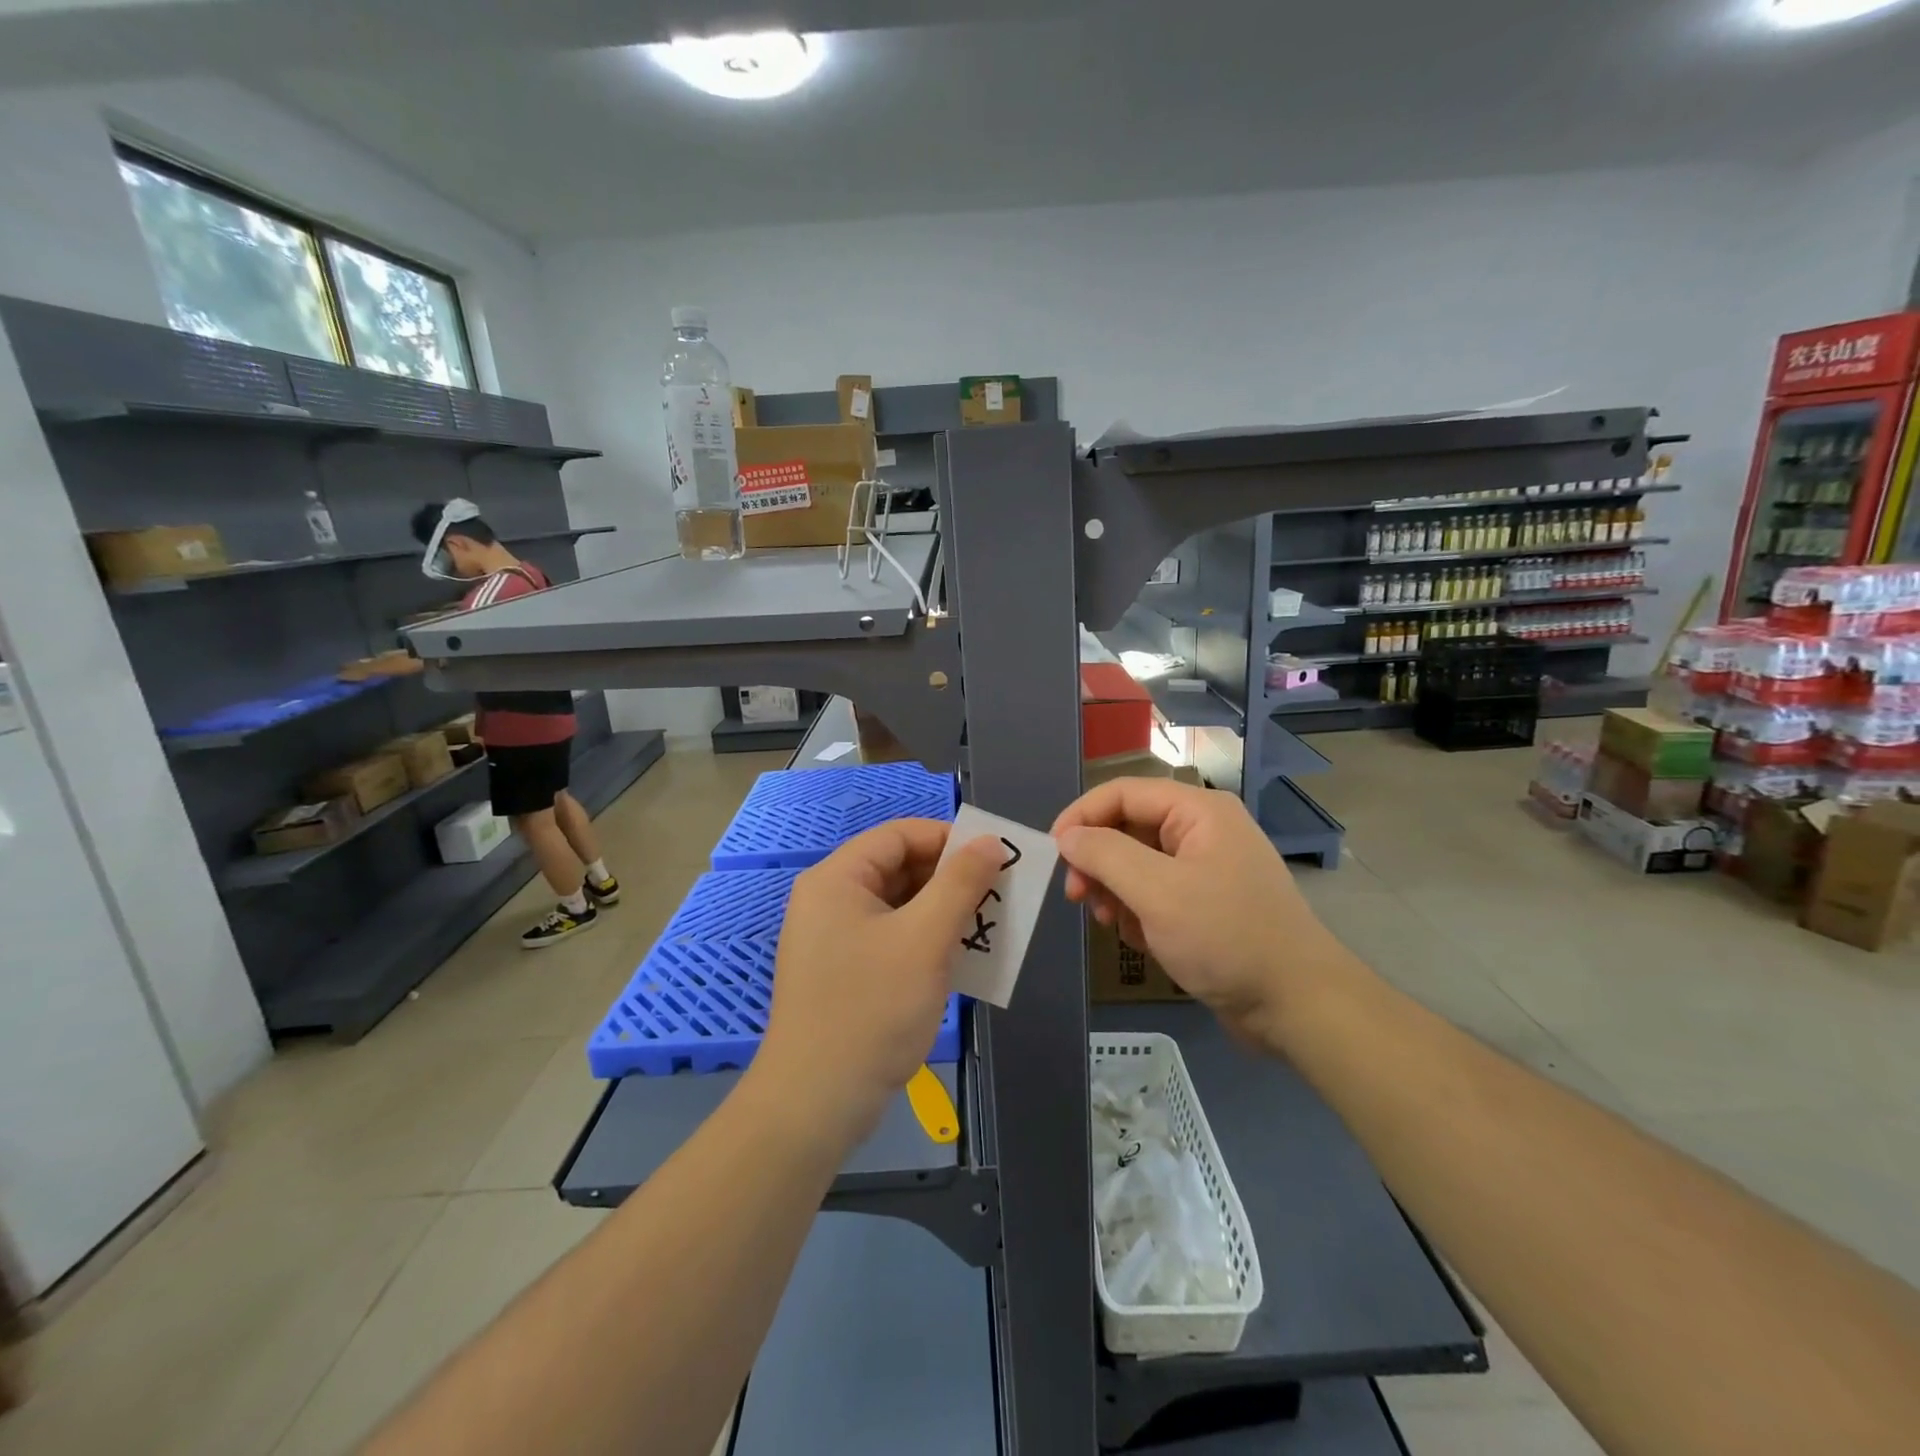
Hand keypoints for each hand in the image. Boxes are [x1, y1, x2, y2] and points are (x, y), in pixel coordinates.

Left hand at [757, 819, 1003, 1146]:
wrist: (816, 1103)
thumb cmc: (871, 1009)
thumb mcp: (925, 939)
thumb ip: (960, 884)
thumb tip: (988, 841)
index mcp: (837, 879)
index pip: (899, 835)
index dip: (948, 838)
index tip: (993, 857)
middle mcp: (830, 900)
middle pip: (898, 868)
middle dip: (949, 878)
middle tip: (998, 895)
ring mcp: (834, 939)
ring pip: (899, 906)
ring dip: (942, 912)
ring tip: (986, 927)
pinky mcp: (843, 972)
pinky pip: (891, 938)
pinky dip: (925, 941)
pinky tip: (959, 960)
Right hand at [1052, 779, 1350, 1051]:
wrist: (1297, 1005)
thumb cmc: (1226, 938)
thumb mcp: (1157, 892)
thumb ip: (1105, 855)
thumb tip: (1067, 835)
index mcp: (1197, 812)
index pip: (1122, 793)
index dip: (1081, 816)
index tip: (1052, 853)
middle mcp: (1201, 830)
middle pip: (1127, 827)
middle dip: (1098, 860)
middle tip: (1077, 896)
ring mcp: (1205, 868)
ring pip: (1136, 863)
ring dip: (1114, 890)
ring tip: (1109, 923)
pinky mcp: (1205, 903)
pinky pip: (1154, 892)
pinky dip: (1137, 911)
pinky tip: (1139, 938)